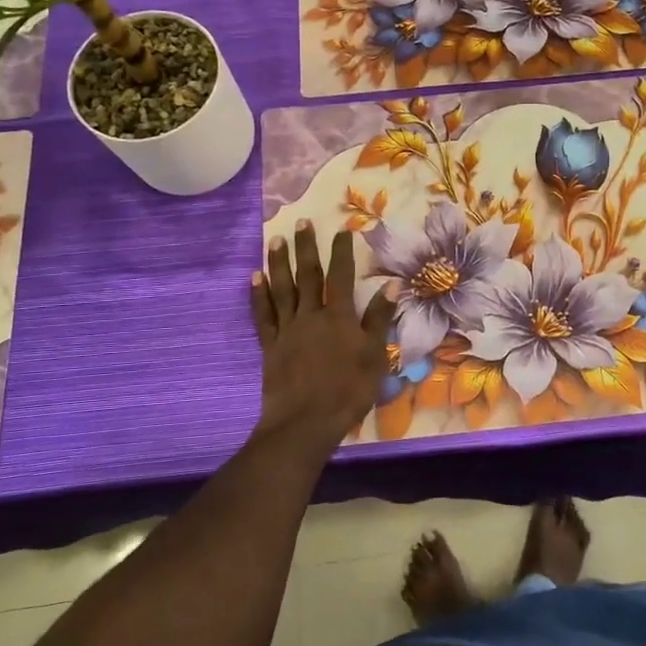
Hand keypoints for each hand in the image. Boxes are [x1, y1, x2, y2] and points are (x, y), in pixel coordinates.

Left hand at [251, 222, 395, 449]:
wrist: (305, 422)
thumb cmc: (348, 391)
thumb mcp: (374, 356)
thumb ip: (379, 319)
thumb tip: (391, 285)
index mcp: (339, 317)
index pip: (341, 276)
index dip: (342, 251)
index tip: (343, 229)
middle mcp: (311, 315)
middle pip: (308, 275)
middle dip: (306, 248)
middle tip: (300, 222)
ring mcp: (288, 330)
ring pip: (282, 289)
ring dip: (278, 263)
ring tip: (274, 240)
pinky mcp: (270, 346)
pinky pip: (263, 315)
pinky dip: (258, 295)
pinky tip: (254, 278)